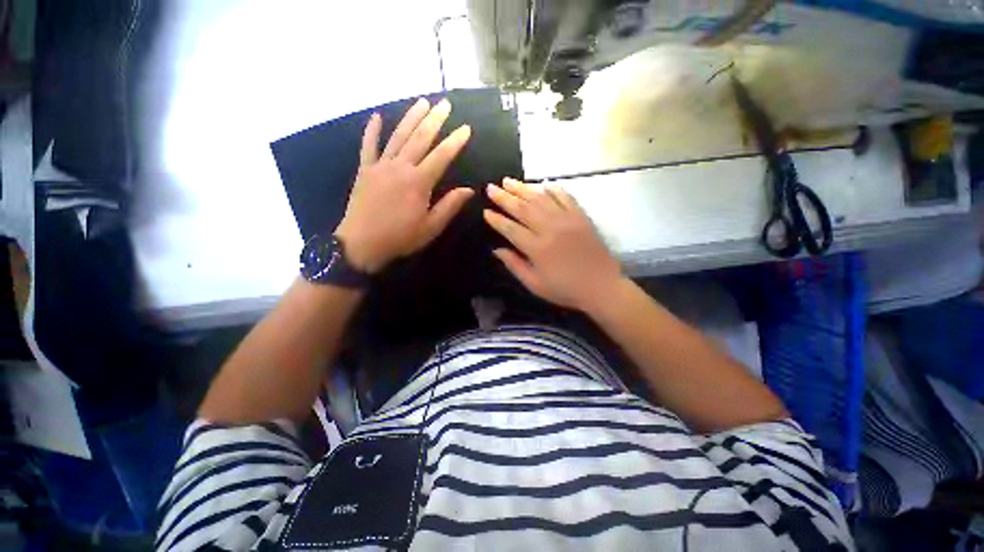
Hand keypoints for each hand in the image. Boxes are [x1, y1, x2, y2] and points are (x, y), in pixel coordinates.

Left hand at [335, 98, 472, 272]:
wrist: (362, 244)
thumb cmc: (400, 237)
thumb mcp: (431, 227)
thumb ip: (449, 206)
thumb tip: (469, 190)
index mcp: (418, 182)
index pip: (441, 157)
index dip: (455, 142)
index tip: (466, 128)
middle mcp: (400, 167)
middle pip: (420, 138)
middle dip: (434, 120)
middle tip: (445, 104)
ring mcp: (380, 166)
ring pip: (398, 136)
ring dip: (410, 118)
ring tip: (422, 102)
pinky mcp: (365, 170)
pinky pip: (368, 146)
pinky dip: (372, 130)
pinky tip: (376, 116)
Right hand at [484, 178, 623, 311]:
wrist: (602, 286)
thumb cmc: (565, 289)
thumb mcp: (535, 284)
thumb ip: (515, 265)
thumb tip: (496, 250)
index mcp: (537, 248)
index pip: (510, 229)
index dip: (497, 220)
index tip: (486, 211)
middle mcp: (550, 229)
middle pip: (523, 208)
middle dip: (504, 198)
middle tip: (491, 187)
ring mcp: (567, 220)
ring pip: (541, 199)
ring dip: (523, 188)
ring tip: (509, 181)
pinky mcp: (581, 216)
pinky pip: (565, 197)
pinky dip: (554, 189)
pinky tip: (543, 184)